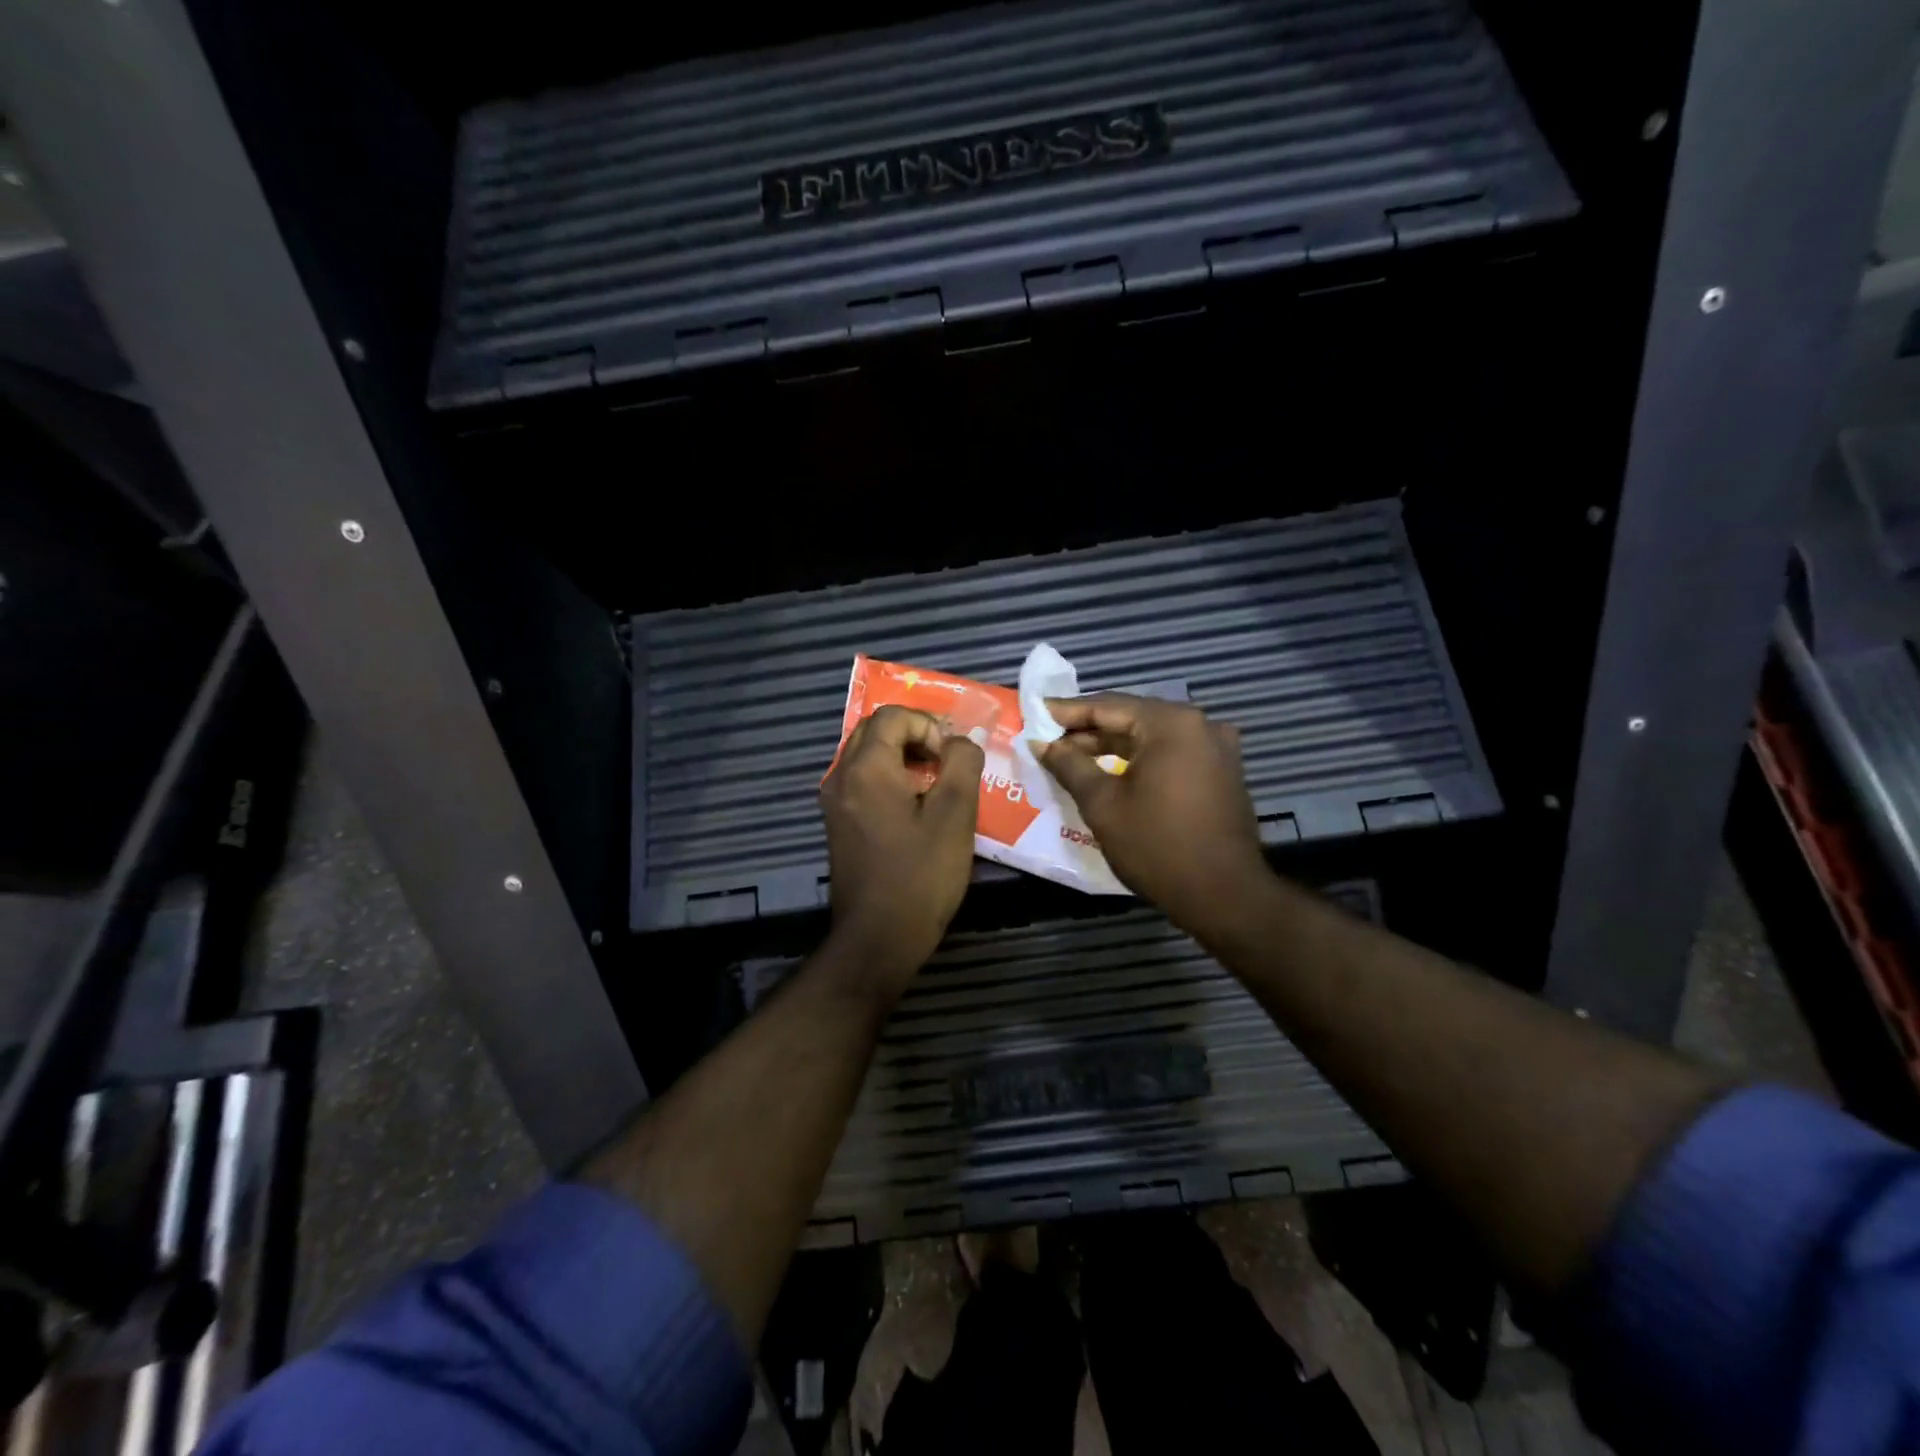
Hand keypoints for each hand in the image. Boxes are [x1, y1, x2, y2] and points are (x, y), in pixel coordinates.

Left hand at [820, 706, 984, 994]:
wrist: (878, 938)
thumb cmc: (920, 875)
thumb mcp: (955, 815)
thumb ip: (962, 763)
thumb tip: (960, 741)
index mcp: (865, 769)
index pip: (893, 716)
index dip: (929, 725)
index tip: (953, 756)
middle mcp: (840, 777)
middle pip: (874, 730)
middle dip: (914, 735)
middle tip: (947, 760)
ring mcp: (835, 803)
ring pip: (866, 756)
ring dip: (902, 756)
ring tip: (937, 782)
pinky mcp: (838, 824)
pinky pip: (862, 781)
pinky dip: (889, 778)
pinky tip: (916, 806)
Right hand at [1038, 695, 1270, 934]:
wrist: (1223, 895)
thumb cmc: (1156, 846)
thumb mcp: (1102, 804)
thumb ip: (1069, 765)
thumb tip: (1042, 743)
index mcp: (1170, 723)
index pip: (1107, 706)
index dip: (1066, 712)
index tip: (1034, 714)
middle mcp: (1199, 724)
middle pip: (1131, 717)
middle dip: (1088, 729)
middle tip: (1048, 739)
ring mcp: (1215, 747)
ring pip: (1151, 736)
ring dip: (1112, 745)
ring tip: (1072, 756)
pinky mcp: (1221, 771)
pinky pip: (1171, 753)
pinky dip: (1139, 758)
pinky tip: (1111, 770)